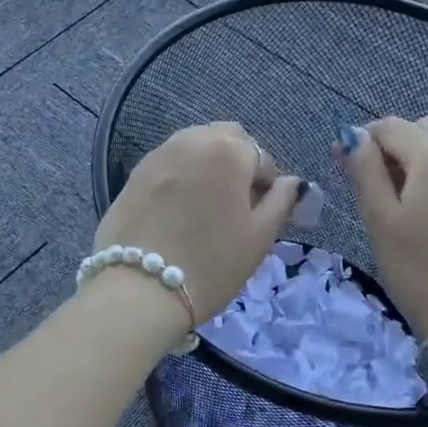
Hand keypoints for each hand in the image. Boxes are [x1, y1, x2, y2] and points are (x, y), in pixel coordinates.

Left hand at [92, 122, 302, 322]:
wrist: (139, 288)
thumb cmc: (211, 263)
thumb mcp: (259, 237)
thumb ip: (281, 202)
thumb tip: (292, 183)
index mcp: (229, 150)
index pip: (262, 157)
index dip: (266, 185)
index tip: (259, 213)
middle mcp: (193, 140)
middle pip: (226, 138)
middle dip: (238, 161)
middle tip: (236, 202)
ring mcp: (159, 153)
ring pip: (195, 145)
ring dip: (208, 164)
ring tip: (206, 205)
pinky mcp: (135, 171)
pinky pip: (169, 161)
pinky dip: (181, 174)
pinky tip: (178, 208)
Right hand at [337, 116, 427, 340]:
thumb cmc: (419, 269)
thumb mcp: (379, 219)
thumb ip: (364, 169)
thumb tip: (353, 136)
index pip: (390, 126)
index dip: (361, 138)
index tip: (342, 164)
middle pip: (423, 129)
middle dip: (393, 144)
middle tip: (372, 181)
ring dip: (418, 157)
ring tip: (401, 198)